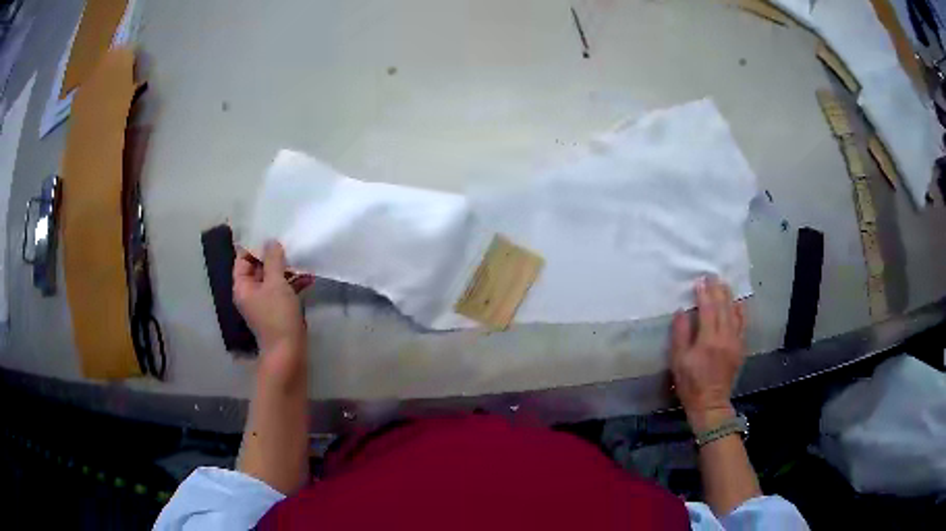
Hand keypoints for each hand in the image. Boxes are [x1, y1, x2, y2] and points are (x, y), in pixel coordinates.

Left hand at [233, 242, 309, 355]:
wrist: (288, 351)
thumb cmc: (277, 315)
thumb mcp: (276, 283)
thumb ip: (273, 260)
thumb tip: (271, 241)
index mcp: (243, 286)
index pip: (243, 259)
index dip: (255, 246)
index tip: (270, 233)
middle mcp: (250, 292)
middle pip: (259, 267)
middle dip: (274, 256)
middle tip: (289, 242)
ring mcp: (265, 302)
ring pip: (273, 278)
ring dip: (286, 269)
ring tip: (302, 258)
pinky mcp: (278, 309)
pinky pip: (283, 290)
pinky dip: (293, 283)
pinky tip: (309, 277)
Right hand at [670, 277, 746, 431]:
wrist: (710, 403)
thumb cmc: (690, 383)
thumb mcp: (678, 361)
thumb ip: (680, 334)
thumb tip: (681, 311)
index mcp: (708, 340)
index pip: (708, 309)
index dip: (704, 293)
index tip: (700, 281)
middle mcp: (725, 337)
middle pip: (723, 307)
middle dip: (717, 290)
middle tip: (712, 276)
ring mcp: (735, 342)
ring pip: (735, 313)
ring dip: (729, 297)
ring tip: (724, 285)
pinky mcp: (740, 348)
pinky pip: (743, 325)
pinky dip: (740, 311)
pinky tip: (738, 304)